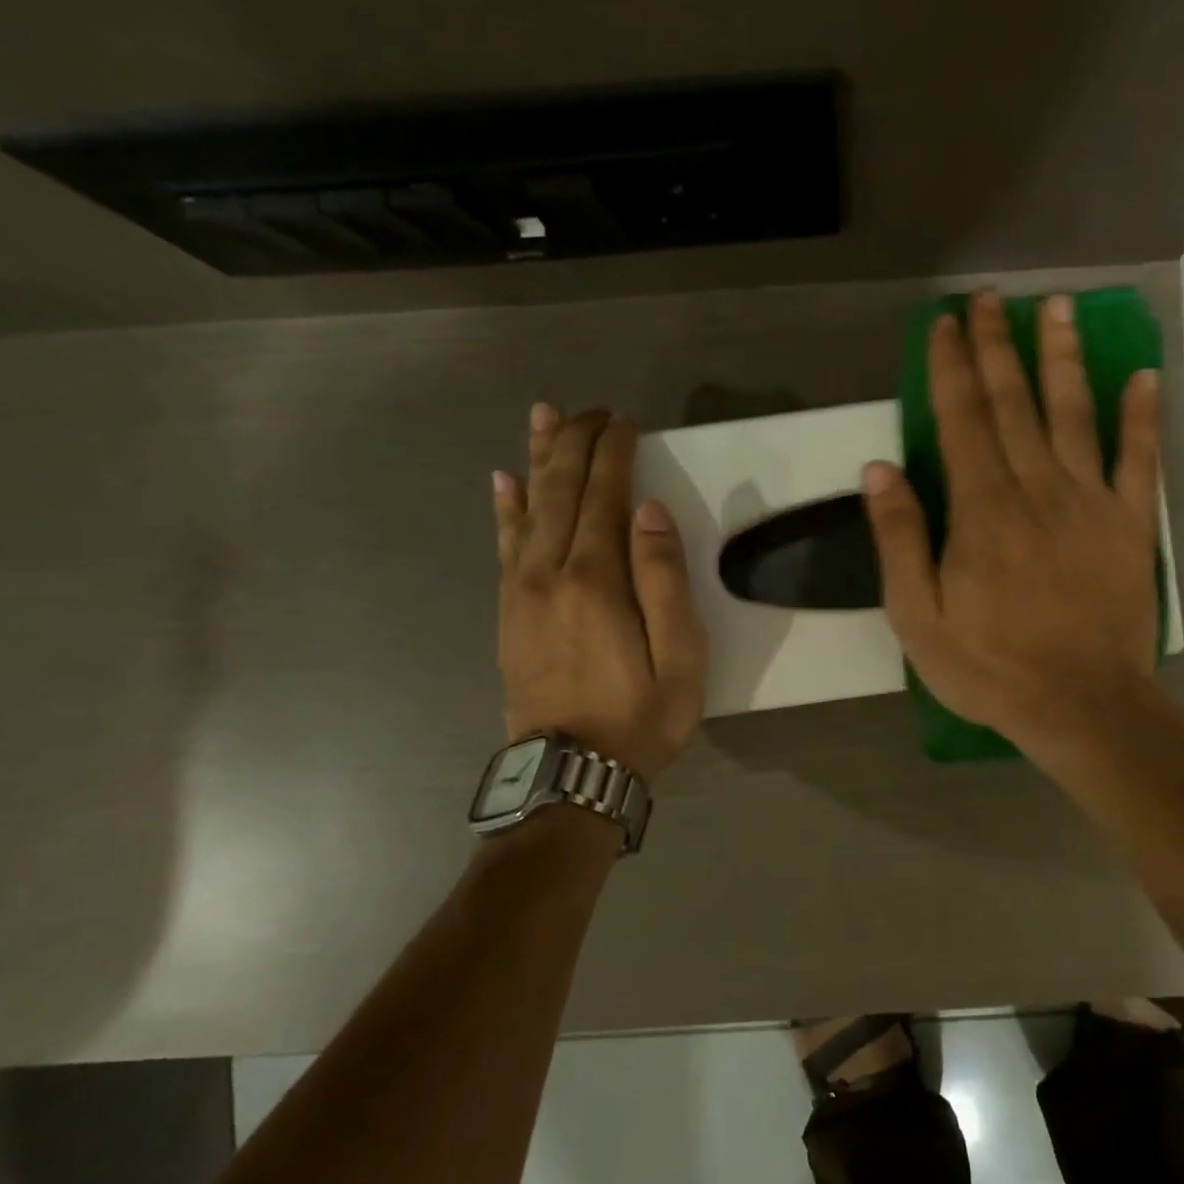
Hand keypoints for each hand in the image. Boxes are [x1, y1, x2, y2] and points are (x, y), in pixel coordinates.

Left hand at [491, 406, 706, 777]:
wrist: (571, 773)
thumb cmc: (640, 718)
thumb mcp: (679, 658)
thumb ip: (665, 580)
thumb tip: (648, 511)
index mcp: (596, 580)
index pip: (604, 496)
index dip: (614, 453)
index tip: (626, 421)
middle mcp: (550, 573)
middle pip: (561, 490)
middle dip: (577, 442)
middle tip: (593, 409)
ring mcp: (522, 591)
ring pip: (528, 508)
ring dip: (539, 458)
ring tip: (544, 417)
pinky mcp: (510, 612)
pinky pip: (504, 546)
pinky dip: (506, 508)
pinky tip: (504, 483)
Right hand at [863, 291, 1161, 752]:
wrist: (1081, 706)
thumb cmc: (990, 667)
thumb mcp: (918, 617)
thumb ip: (900, 539)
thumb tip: (879, 469)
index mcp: (982, 509)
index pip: (961, 420)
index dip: (952, 367)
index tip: (945, 323)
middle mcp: (1036, 489)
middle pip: (1014, 404)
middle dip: (998, 347)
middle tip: (990, 299)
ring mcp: (1090, 503)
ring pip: (1074, 414)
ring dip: (1063, 358)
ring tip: (1056, 308)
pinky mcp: (1129, 526)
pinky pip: (1139, 460)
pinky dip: (1141, 416)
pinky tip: (1141, 376)